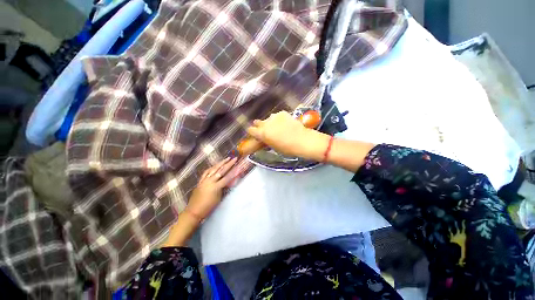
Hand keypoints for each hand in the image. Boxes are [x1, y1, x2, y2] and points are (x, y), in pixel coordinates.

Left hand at [186, 157, 237, 219]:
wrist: (194, 211)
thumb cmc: (208, 207)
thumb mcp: (219, 198)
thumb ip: (223, 188)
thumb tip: (228, 181)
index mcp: (216, 187)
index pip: (227, 177)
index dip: (234, 171)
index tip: (239, 166)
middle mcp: (210, 181)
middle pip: (221, 170)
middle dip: (228, 164)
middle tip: (234, 158)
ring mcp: (204, 180)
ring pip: (213, 169)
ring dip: (220, 163)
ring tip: (226, 159)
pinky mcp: (200, 181)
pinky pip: (206, 172)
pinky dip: (212, 168)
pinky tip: (215, 165)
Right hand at [247, 111, 328, 159]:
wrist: (302, 140)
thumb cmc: (287, 148)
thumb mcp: (273, 147)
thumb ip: (266, 140)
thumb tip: (263, 138)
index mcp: (262, 134)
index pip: (250, 130)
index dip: (252, 132)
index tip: (254, 134)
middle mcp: (266, 123)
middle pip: (257, 122)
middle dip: (259, 126)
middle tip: (265, 130)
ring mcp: (274, 117)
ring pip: (268, 118)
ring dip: (270, 122)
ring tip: (277, 127)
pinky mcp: (282, 113)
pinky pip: (277, 116)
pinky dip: (279, 119)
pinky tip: (285, 123)